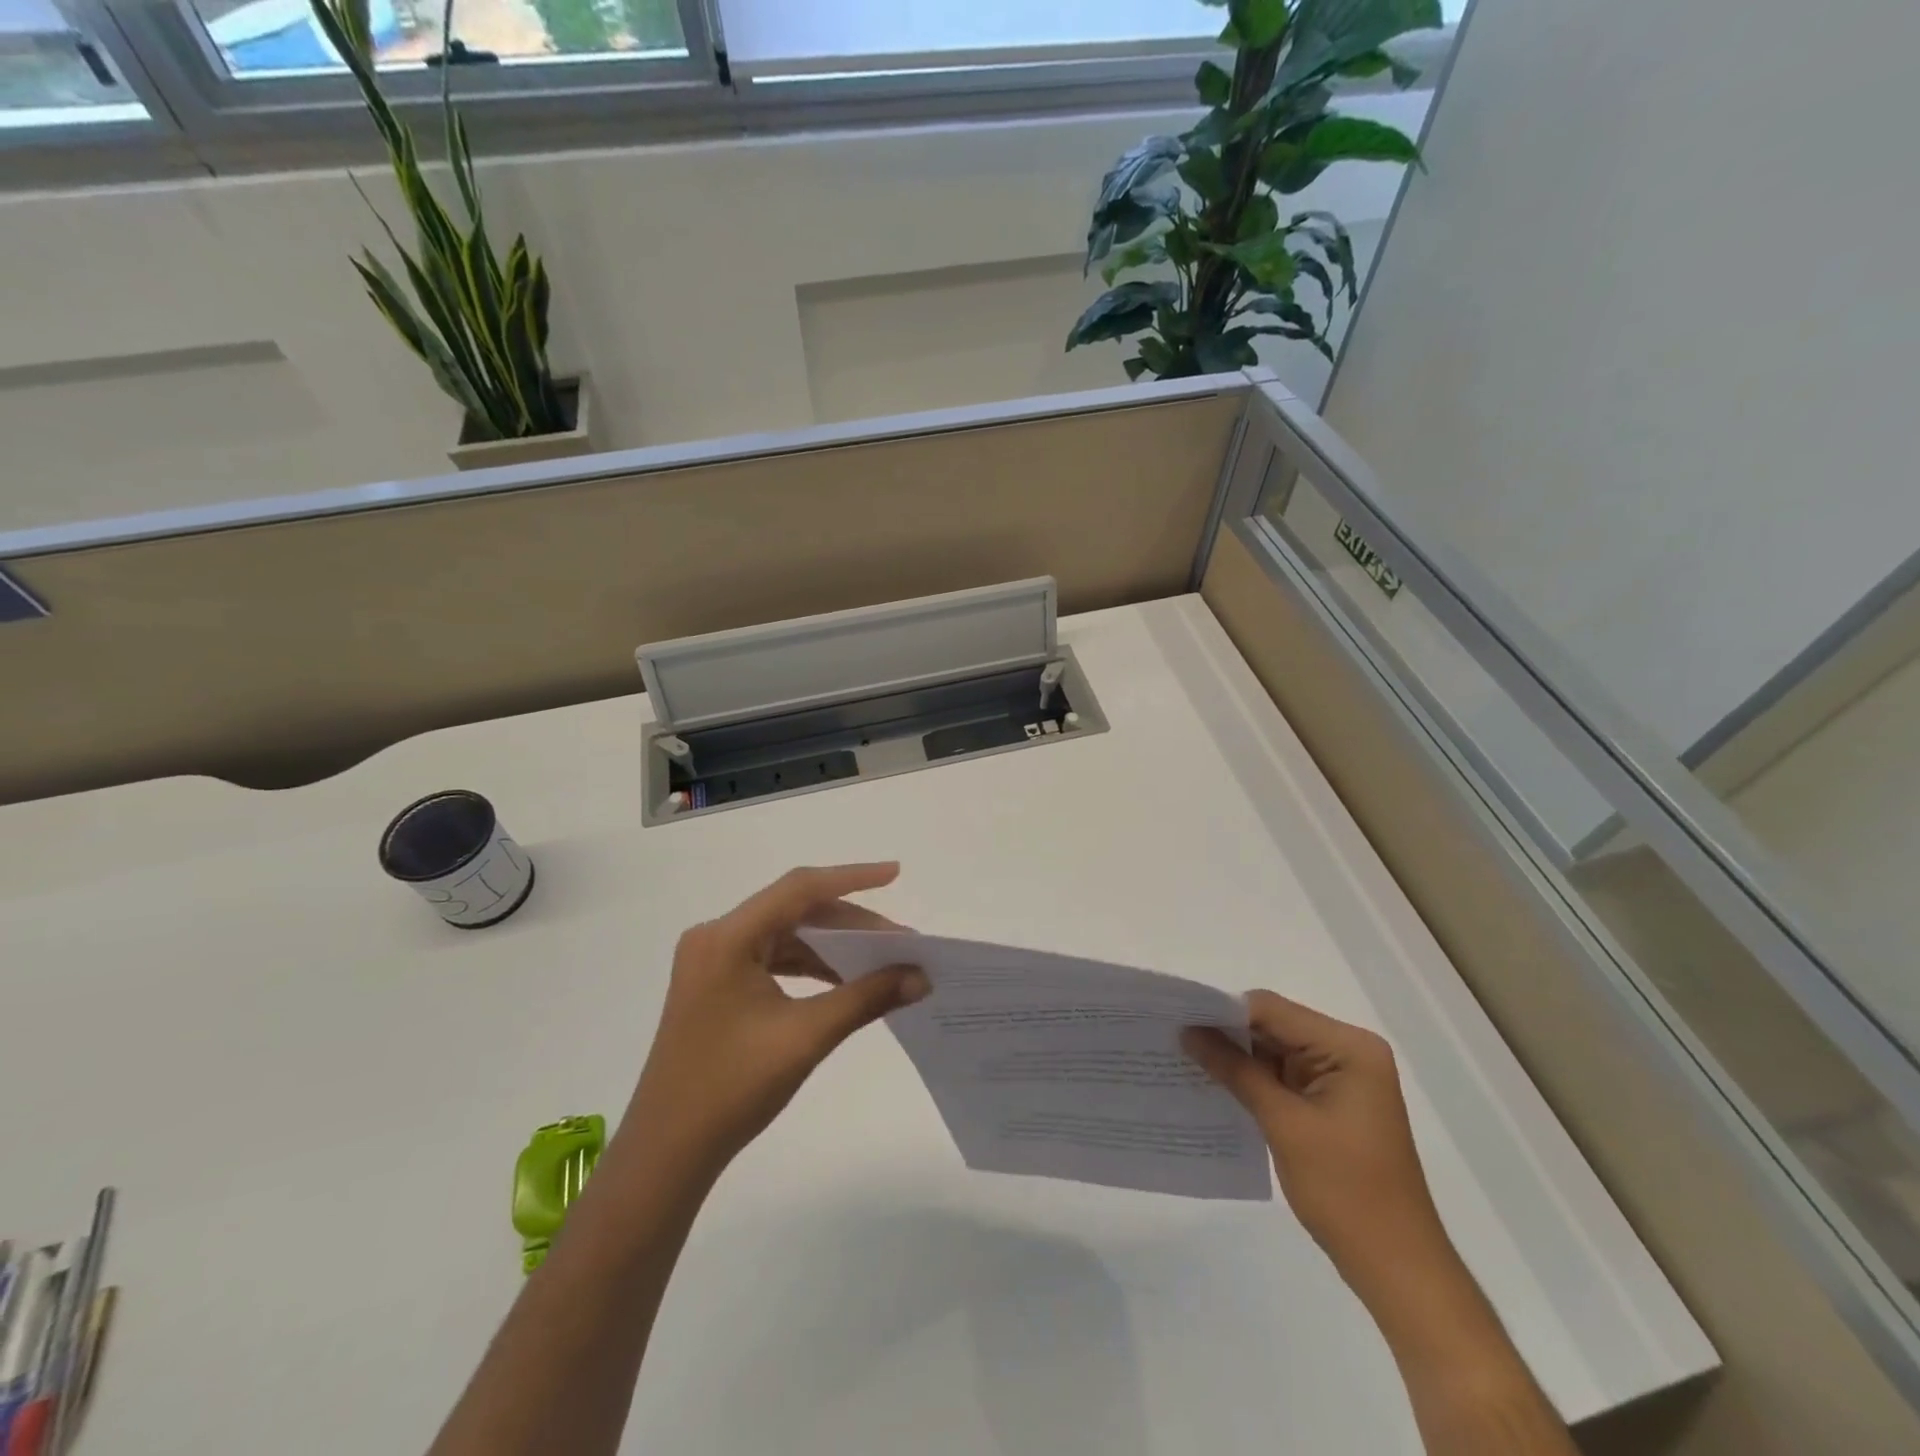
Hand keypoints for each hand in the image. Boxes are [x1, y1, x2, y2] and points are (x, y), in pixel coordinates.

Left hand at [623, 863, 927, 1180]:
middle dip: (850, 923)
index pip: (799, 889)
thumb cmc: (731, 1089)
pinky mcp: (717, 986)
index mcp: (727, 937)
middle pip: (795, 911)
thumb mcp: (805, 1036)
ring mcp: (714, 962)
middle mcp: (717, 938)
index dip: (852, 878)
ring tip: (880, 961)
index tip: (896, 873)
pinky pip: (774, 958)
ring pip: (787, 935)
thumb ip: (866, 998)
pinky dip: (811, 965)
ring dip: (833, 945)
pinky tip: (843, 980)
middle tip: (900, 941)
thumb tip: (921, 977)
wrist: (666, 1154)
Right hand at [1182, 992, 1452, 1296]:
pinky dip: (1251, 1078)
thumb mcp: (1283, 1124)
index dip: (1223, 1011)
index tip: (1177, 1018)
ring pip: (1273, 1050)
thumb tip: (1188, 1032)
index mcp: (1348, 1047)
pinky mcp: (1331, 1102)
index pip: (1272, 1010)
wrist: (1397, 1269)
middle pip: (1273, 1026)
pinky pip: (1282, 1075)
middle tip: (1173, 1035)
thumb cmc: (1346, 1192)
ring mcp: (1341, 1078)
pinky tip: (1215, 1083)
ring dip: (1235, 1056)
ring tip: (1184, 1056)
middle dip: (1226, 1033)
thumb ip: (1235, 1070)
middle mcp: (1348, 1052)